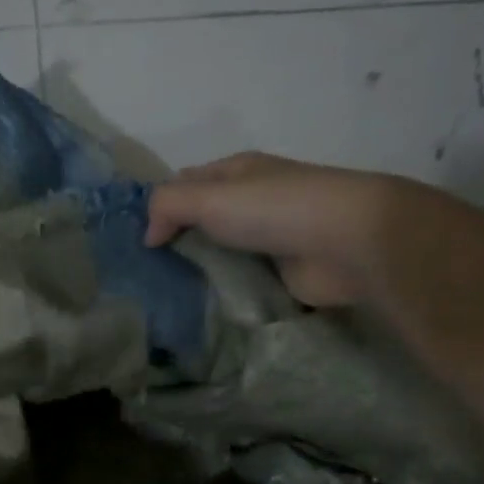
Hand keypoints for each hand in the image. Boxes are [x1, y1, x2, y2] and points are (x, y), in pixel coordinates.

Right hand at [145, 152, 398, 307]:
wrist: (349, 243)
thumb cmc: (275, 209)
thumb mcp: (209, 197)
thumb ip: (168, 207)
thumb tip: (148, 235)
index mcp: (237, 172)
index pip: (187, 183)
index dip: (160, 205)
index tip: (134, 239)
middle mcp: (252, 202)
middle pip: (203, 222)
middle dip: (176, 244)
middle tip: (142, 275)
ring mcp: (269, 239)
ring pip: (221, 255)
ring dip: (198, 273)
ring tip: (163, 298)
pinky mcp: (281, 274)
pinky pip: (242, 283)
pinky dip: (224, 295)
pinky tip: (199, 311)